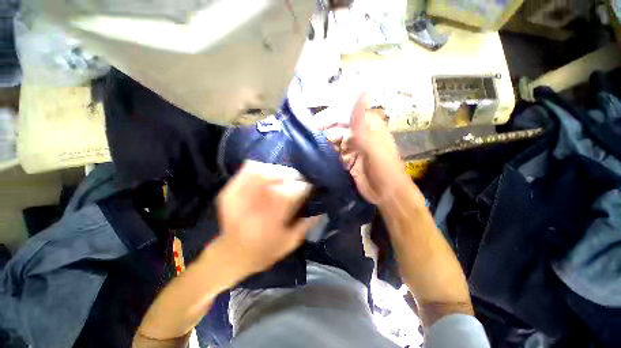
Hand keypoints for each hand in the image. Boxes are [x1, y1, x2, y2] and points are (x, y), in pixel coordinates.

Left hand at [214, 160, 316, 279]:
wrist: (230, 255)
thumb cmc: (263, 251)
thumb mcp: (290, 242)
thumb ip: (307, 223)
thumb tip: (321, 208)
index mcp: (272, 215)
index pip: (294, 190)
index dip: (305, 187)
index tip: (311, 188)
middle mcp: (255, 201)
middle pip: (278, 175)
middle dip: (293, 175)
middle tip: (299, 180)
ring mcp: (239, 193)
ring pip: (264, 169)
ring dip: (279, 170)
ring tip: (285, 176)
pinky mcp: (230, 190)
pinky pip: (247, 169)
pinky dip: (261, 167)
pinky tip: (268, 173)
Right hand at [316, 94, 411, 204]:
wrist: (388, 194)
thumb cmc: (384, 168)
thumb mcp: (373, 145)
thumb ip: (362, 122)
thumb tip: (363, 91)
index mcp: (368, 126)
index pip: (346, 114)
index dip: (330, 116)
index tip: (315, 123)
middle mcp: (360, 134)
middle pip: (338, 127)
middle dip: (324, 130)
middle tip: (310, 136)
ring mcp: (353, 148)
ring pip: (335, 140)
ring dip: (324, 141)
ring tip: (311, 145)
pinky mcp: (348, 160)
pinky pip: (335, 153)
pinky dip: (327, 153)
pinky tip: (318, 154)